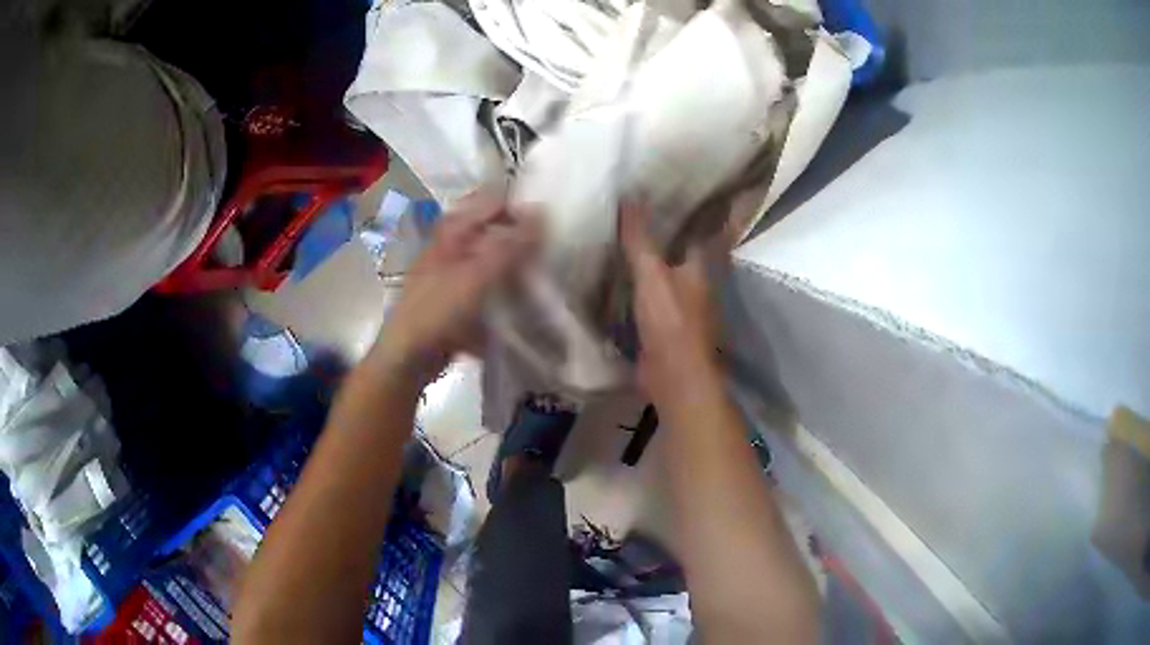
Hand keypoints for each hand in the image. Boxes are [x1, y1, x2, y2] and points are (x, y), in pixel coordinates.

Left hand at [369, 191, 537, 384]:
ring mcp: (455, 273)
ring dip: (517, 265)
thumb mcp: (475, 277)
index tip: (551, 222)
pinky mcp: (460, 299)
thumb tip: (541, 211)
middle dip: (522, 237)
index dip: (520, 206)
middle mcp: (453, 246)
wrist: (408, 358)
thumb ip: (509, 246)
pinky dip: (506, 289)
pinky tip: (527, 299)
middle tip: (554, 249)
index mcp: (452, 232)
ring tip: (547, 273)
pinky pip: (490, 286)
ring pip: (494, 258)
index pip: (492, 202)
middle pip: (494, 230)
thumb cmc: (436, 312)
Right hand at [620, 202, 720, 397]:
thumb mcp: (652, 275)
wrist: (674, 377)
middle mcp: (693, 279)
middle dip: (655, 229)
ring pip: (659, 269)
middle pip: (675, 246)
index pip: (694, 225)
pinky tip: (610, 271)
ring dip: (641, 255)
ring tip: (612, 231)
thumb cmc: (671, 322)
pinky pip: (645, 292)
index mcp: (700, 264)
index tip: (659, 186)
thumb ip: (640, 239)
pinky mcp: (661, 320)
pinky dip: (632, 281)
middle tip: (625, 205)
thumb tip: (630, 196)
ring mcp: (678, 301)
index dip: (680, 206)